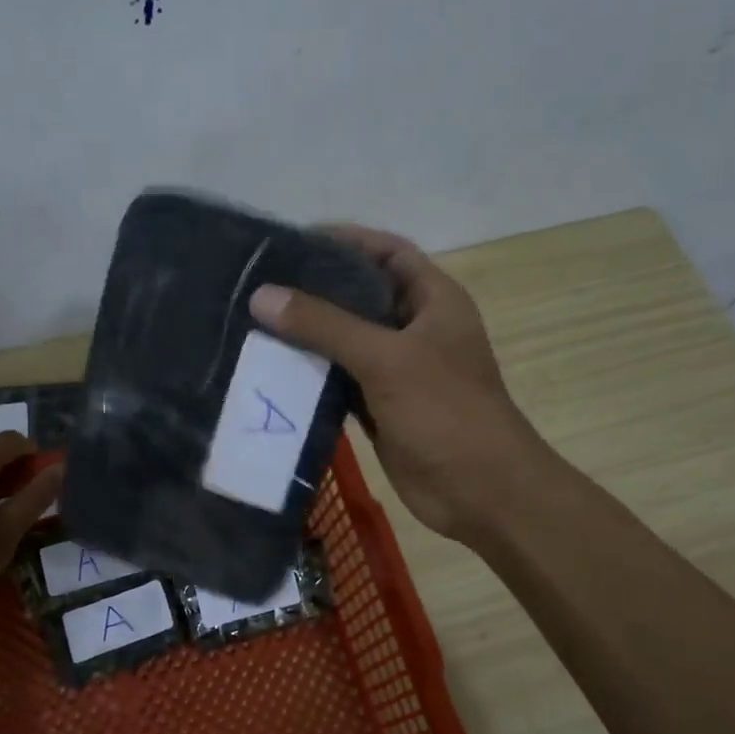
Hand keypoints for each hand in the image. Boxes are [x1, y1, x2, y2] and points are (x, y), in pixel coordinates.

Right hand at [250, 225, 544, 546]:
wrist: (480, 492)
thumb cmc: (445, 412)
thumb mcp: (386, 358)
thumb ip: (325, 325)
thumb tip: (263, 296)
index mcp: (433, 301)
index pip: (387, 252)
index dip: (345, 240)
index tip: (292, 240)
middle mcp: (415, 329)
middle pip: (360, 295)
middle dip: (315, 289)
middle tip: (260, 283)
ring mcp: (397, 370)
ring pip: (345, 341)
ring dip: (308, 334)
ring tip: (254, 321)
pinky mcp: (380, 406)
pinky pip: (339, 380)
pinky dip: (311, 374)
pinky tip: (271, 368)